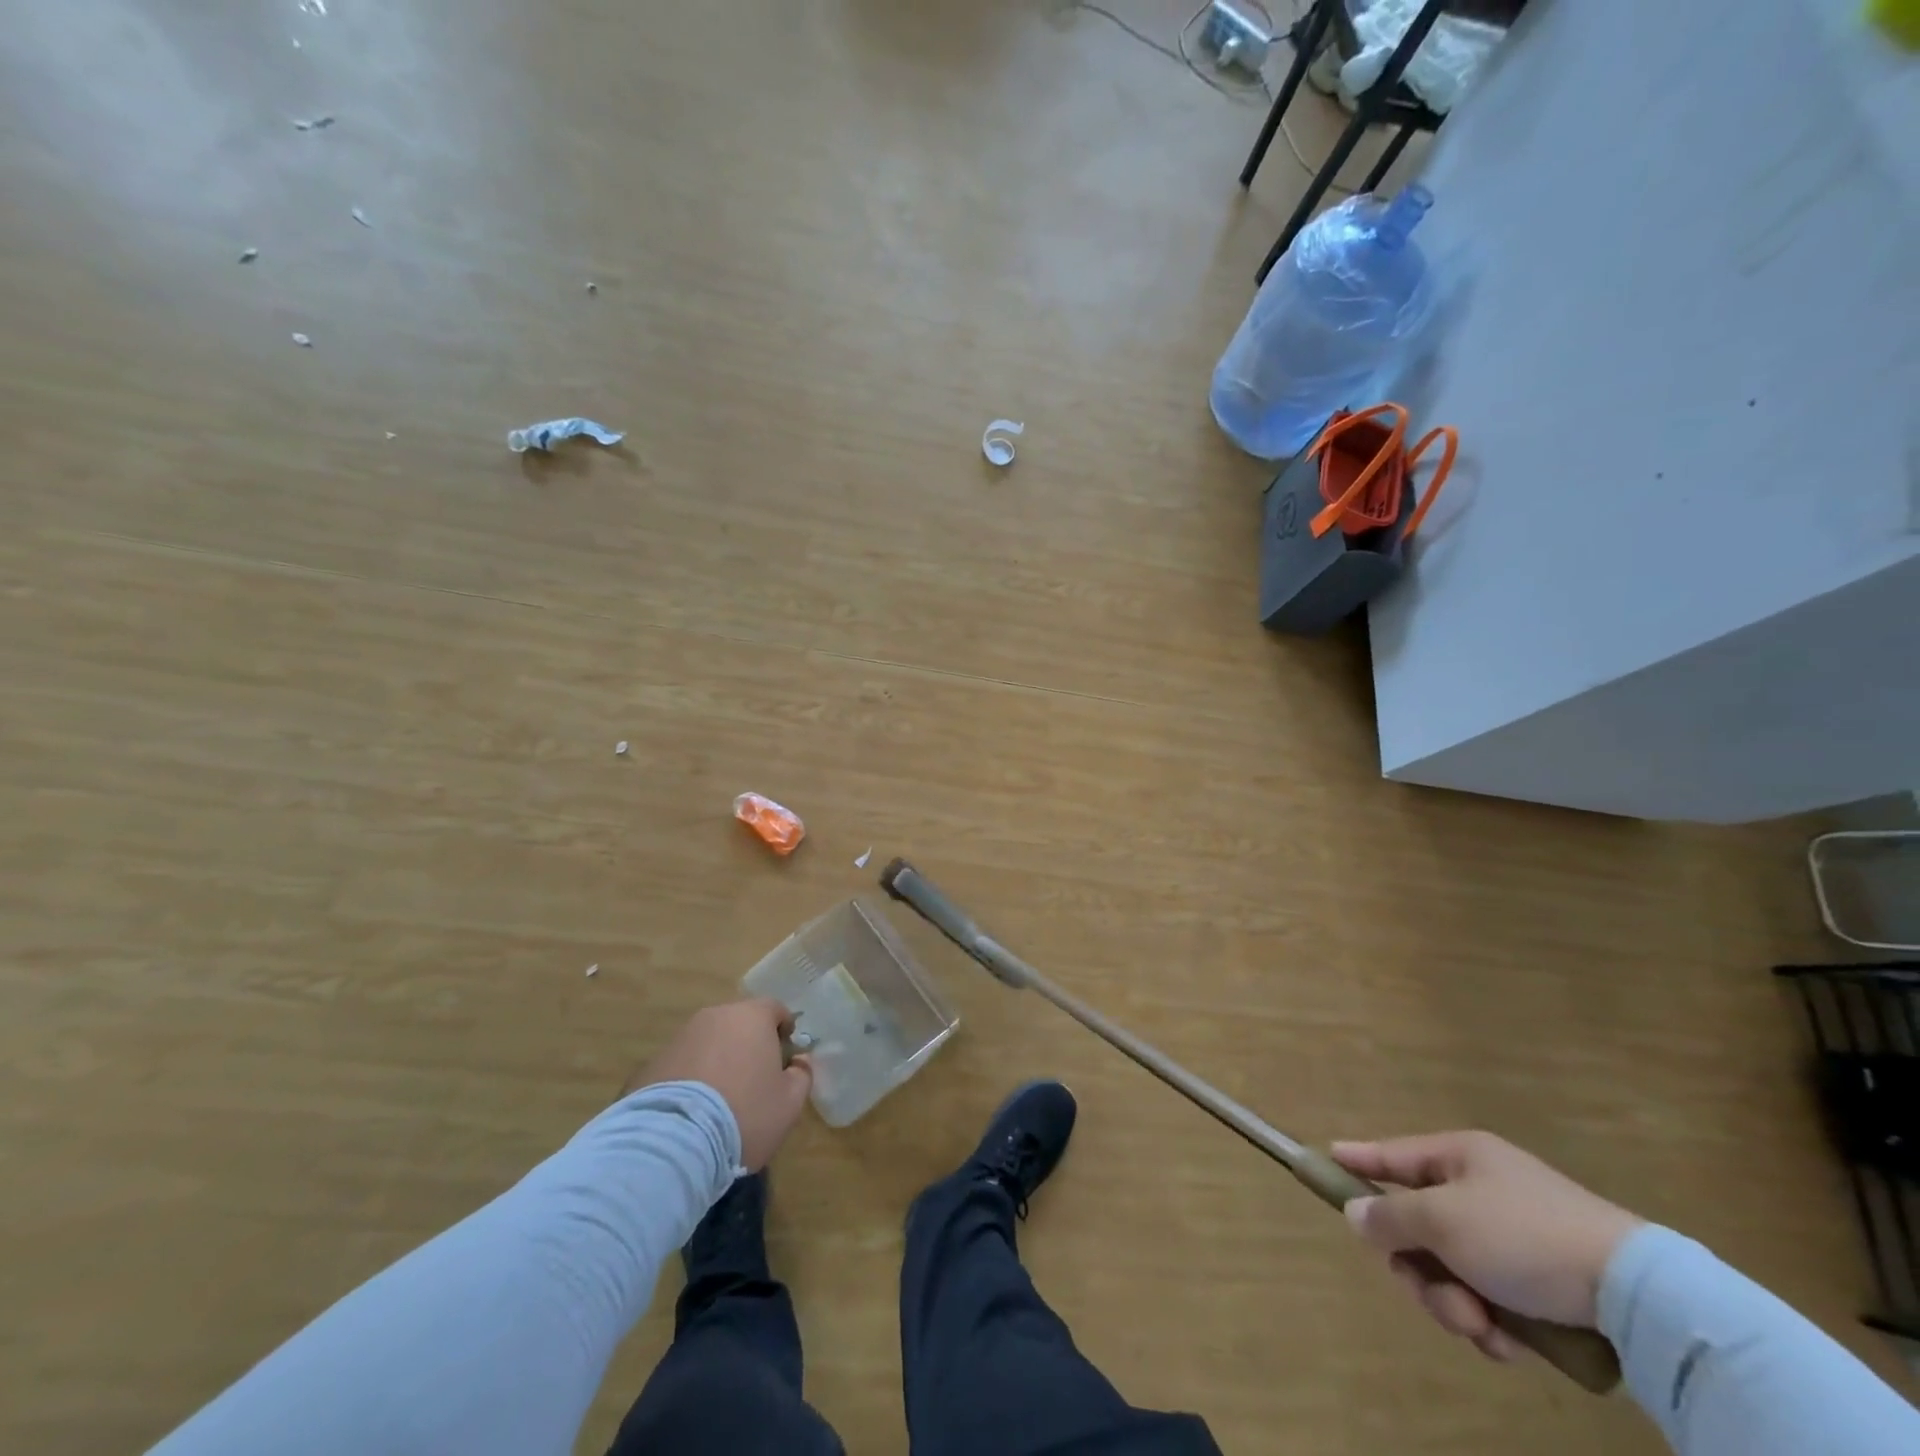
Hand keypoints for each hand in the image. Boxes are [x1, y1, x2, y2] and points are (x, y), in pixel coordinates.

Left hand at [627, 999, 812, 1169]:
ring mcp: (679, 1038)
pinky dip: (690, 1079)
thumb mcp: (789, 1103)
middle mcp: (714, 1017)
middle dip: (748, 1044)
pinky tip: (691, 1113)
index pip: (774, 1009)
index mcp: (751, 1017)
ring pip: (708, 1042)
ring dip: (717, 1061)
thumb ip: (802, 1075)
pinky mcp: (651, 1064)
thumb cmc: (744, 1114)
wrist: (672, 1143)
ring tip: (719, 1099)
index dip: (783, 1029)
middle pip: (739, 1023)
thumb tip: (799, 1062)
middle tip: (754, 1078)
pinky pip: (682, 1065)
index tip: (785, 1055)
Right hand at [1332, 1131, 1642, 1361]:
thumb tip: (1355, 1214)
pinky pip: (1491, 1302)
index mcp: (1460, 1158)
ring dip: (1456, 1304)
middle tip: (1431, 1294)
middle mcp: (1482, 1191)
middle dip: (1421, 1271)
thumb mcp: (1443, 1220)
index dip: (1359, 1159)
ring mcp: (1514, 1239)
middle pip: (1420, 1228)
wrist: (1636, 1295)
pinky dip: (1493, 1325)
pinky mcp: (1543, 1285)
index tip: (1326, 1157)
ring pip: (1452, 1272)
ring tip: (1482, 1327)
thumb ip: (1390, 1217)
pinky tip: (1510, 1342)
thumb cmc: (1522, 1235)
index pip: (1393, 1154)